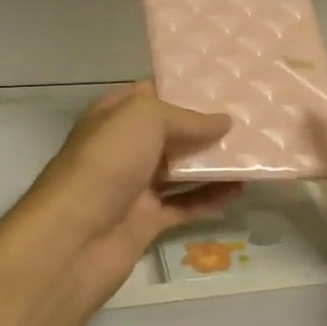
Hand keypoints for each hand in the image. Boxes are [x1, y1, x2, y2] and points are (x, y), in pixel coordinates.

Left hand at [18, 82, 240, 320]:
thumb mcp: (144, 119)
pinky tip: (238, 192)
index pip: (151, 95)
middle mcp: (124, 149)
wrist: (74, 239)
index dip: (184, 90)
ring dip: (213, 165)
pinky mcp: (146, 221)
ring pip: (180, 171)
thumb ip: (186, 118)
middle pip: (170, 134)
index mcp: (114, 117)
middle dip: (206, 128)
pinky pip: (184, 206)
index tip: (224, 87)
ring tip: (252, 156)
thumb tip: (223, 122)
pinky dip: (209, 199)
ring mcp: (134, 187)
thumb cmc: (106, 163)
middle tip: (249, 121)